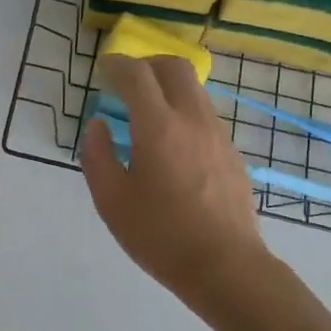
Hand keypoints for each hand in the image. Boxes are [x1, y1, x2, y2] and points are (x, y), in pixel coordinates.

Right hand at [82, 55, 268, 305]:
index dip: (116, 64)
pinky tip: (172, 143)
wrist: (225, 266)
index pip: (136, 75)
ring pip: (194, 90)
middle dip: (147, 64)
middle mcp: (192, 119)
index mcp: (158, 127)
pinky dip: (184, 111)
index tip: (103, 69)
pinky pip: (205, 115)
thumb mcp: (111, 200)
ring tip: (147, 112)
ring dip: (168, 87)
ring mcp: (218, 135)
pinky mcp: (232, 153)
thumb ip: (97, 156)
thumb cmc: (160, 235)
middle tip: (126, 80)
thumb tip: (98, 126)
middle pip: (174, 67)